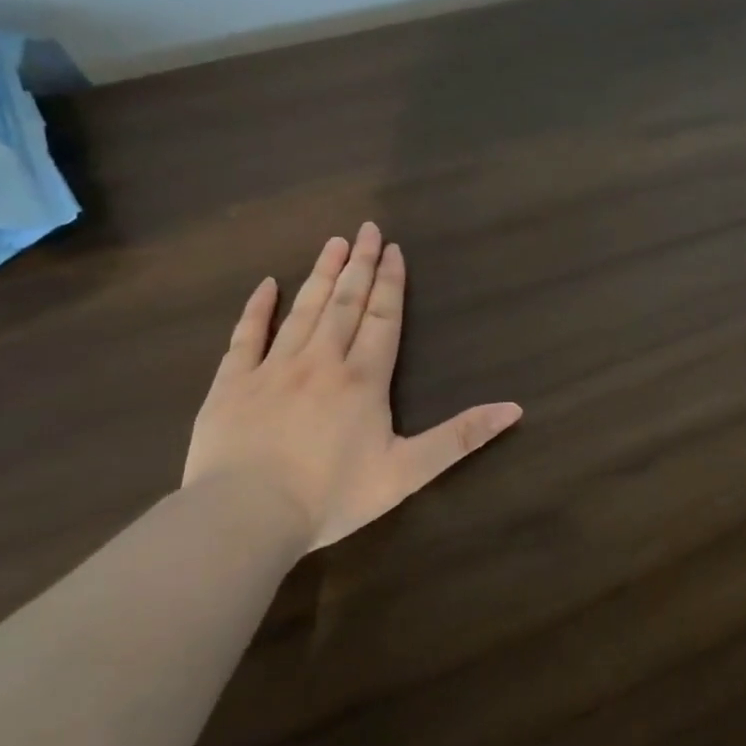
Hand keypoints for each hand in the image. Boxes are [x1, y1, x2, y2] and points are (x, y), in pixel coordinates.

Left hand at [183, 224, 522, 551]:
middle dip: (360, 265)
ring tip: (333, 243)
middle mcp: (321, 362)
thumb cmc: (332, 496)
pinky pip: (245, 337)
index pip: (383, 318)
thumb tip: (514, 409)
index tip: (394, 249)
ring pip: (302, 311)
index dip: (391, 283)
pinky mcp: (232, 384)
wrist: (245, 517)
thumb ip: (460, 437)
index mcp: (363, 379)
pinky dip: (256, 309)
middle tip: (367, 229)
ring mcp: (273, 369)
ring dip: (320, 275)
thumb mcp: (408, 472)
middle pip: (345, 303)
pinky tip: (265, 286)